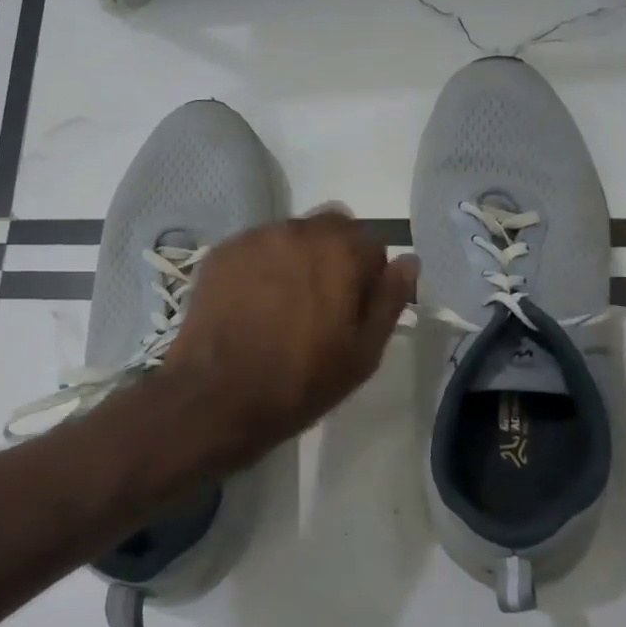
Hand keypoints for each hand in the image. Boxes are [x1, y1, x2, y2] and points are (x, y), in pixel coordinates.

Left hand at [163, 208, 418, 471]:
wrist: (217, 397)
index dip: (367, 277)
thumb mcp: (364, 352)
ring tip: (282, 306)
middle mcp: (298, 230)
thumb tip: (408, 261)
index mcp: (340, 250)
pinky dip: (261, 267)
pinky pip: (255, 249)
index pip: (371, 244)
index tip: (353, 310)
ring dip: (296, 259)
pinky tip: (252, 305)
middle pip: (330, 229)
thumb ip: (390, 299)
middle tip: (320, 306)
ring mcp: (254, 238)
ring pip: (291, 236)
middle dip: (334, 258)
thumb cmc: (301, 381)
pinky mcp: (221, 252)